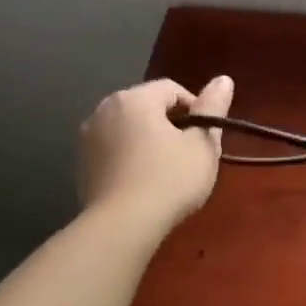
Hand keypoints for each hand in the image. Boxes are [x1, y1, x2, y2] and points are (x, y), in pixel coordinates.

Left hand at [78, 76, 233, 230]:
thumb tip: (224, 79)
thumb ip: (213, 107)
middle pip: (148, 106)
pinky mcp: (81, 163)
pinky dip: (130, 157)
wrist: (122, 226)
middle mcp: (105, 108)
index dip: (196, 109)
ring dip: (149, 140)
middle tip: (190, 155)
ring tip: (167, 170)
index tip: (206, 137)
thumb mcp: (202, 144)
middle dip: (171, 124)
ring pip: (129, 128)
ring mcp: (88, 136)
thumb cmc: (169, 180)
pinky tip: (143, 182)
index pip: (173, 89)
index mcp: (135, 98)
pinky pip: (114, 149)